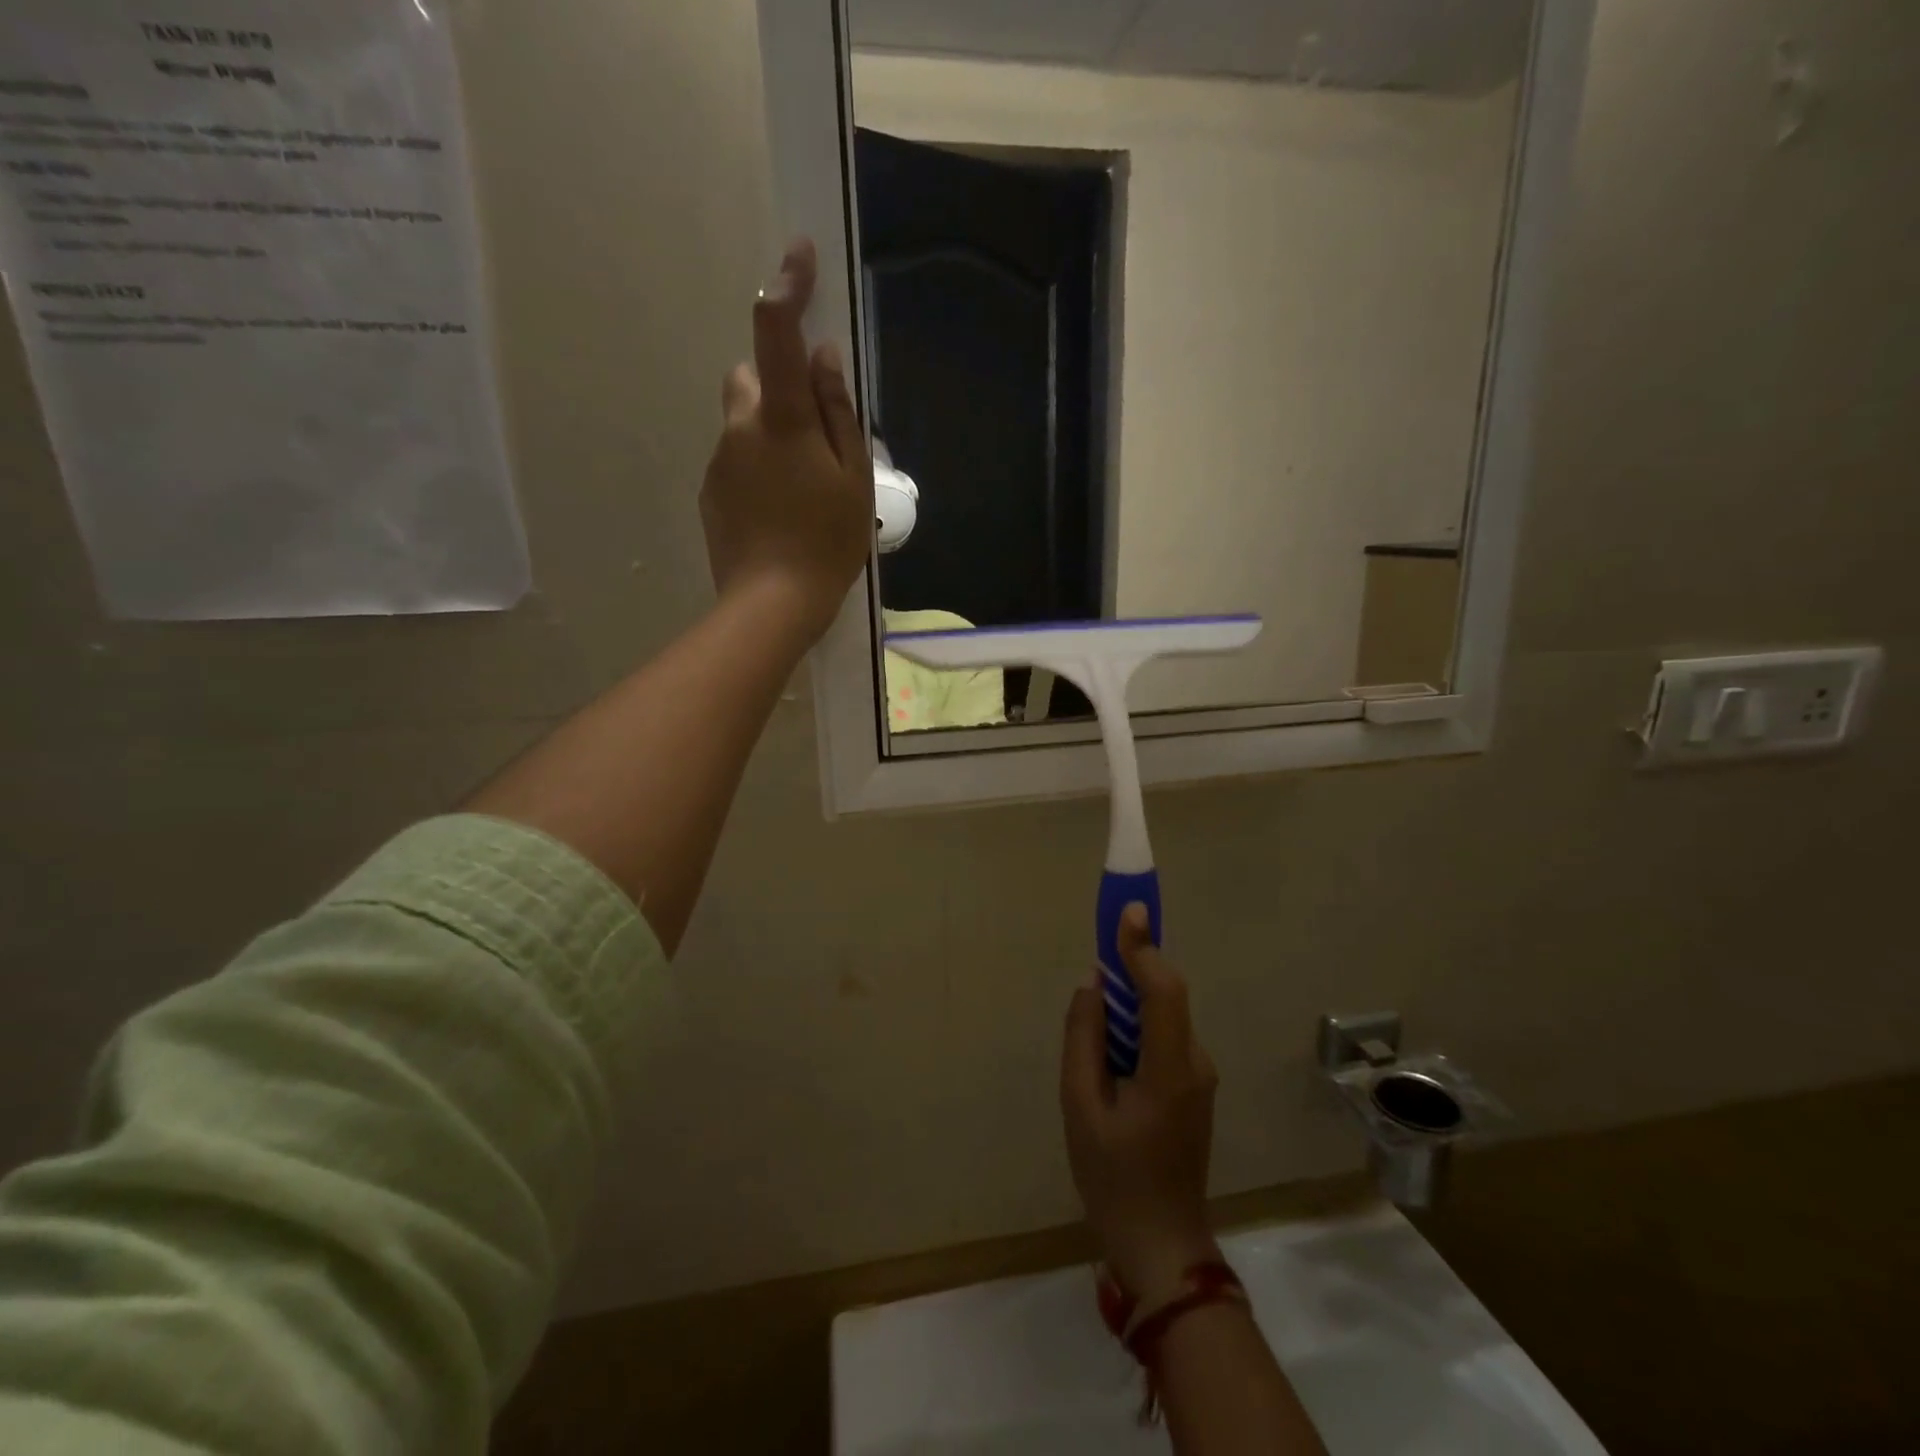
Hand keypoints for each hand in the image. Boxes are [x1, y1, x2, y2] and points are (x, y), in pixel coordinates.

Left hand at [701, 237, 872, 642]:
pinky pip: (735, 460)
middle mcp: (740, 427)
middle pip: (751, 378)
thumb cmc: (827, 542)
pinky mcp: (711, 493)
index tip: (798, 254)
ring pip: (743, 423)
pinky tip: (779, 513)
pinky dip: (757, 470)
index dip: (788, 287)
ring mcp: (719, 461)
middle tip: (814, 435)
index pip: (777, 333)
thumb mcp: (853, 478)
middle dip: (778, 387)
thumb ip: (839, 413)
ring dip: (770, 435)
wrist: (771, 604)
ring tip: (801, 490)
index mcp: (782, 419)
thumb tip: (825, 357)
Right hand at [1061, 905, 1221, 1303]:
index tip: (1127, 909)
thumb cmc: (1113, 1177)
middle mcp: (1195, 1062)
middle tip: (1098, 956)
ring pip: (1163, 1018)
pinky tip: (1109, 1058)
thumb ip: (1084, 1037)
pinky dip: (1137, 1028)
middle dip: (1133, 969)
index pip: (1163, 990)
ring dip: (1131, 1004)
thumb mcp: (1080, 1105)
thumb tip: (1093, 986)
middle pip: (1165, 997)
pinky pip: (1163, 1038)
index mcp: (1169, 1068)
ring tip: (1094, 1027)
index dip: (1143, 947)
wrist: (1161, 1243)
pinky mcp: (1193, 1087)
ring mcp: (1199, 1076)